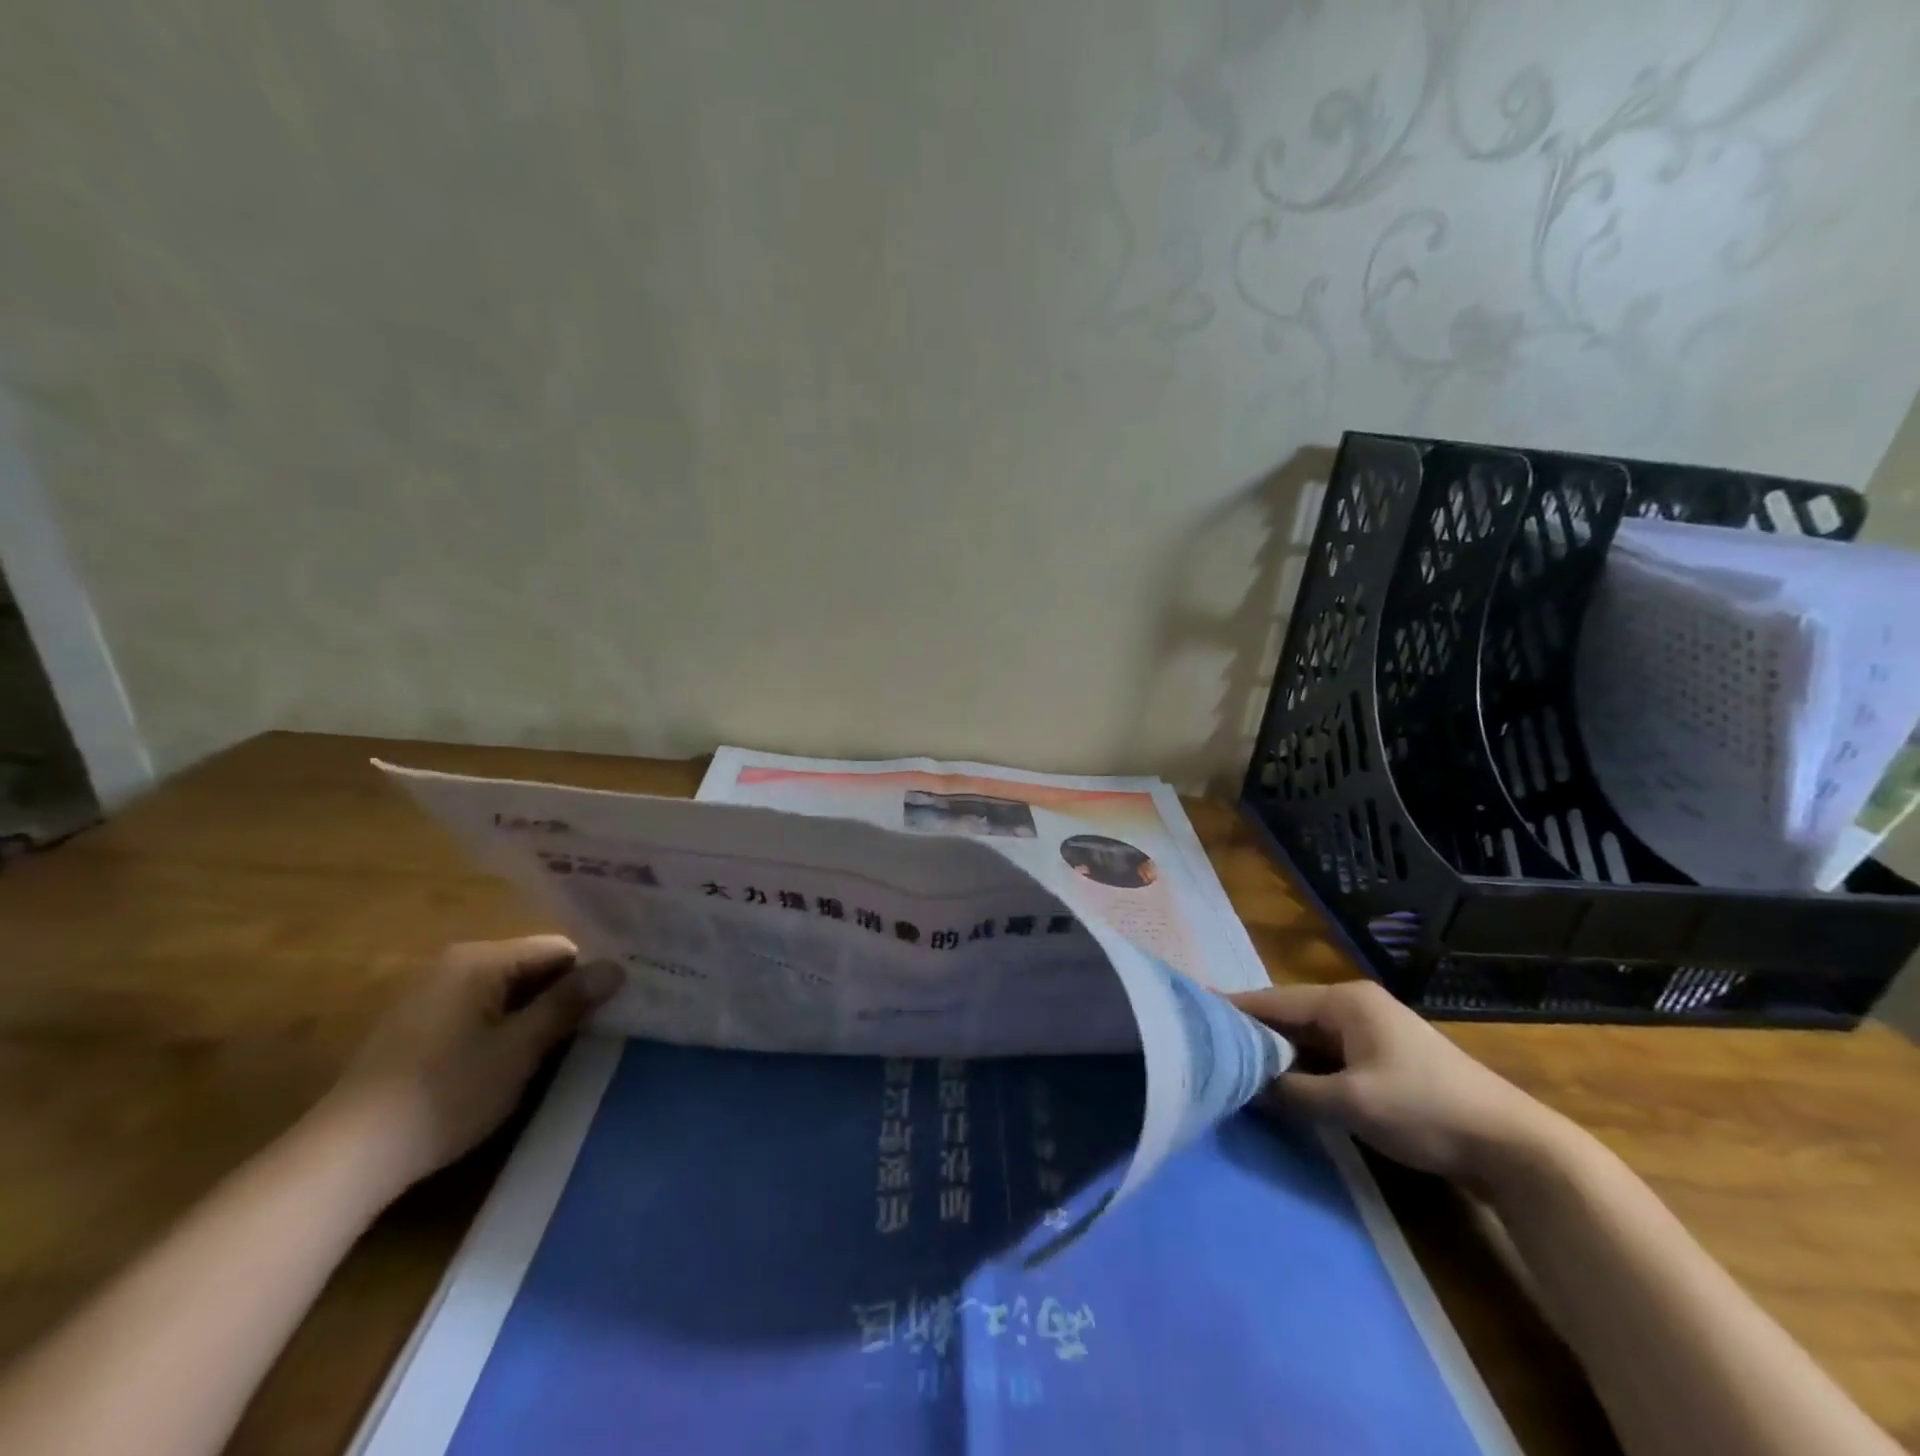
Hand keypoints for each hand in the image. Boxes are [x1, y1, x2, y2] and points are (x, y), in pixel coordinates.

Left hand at [319, 937, 622, 1193]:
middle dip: (562, 996)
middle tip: (597, 1028)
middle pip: (531, 967)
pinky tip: (513, 1062)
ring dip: (534, 1016)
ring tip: (563, 1047)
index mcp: (480, 959)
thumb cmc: (446, 1093)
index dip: (589, 975)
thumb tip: (617, 967)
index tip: (614, 1005)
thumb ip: (568, 1003)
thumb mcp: (520, 1048)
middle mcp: (454, 965)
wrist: (347, 1158)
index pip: (558, 949)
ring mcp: (430, 996)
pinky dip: (504, 1029)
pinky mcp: (416, 1029)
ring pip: (506, 993)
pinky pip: (479, 1012)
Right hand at [1230, 980, 1564, 1186]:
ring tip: (1232, 1064)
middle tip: (1206, 1044)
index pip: (1274, 1000)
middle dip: (1251, 1033)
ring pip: (1307, 1038)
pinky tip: (1280, 1083)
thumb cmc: (1426, 1110)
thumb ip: (1293, 1092)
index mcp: (1345, 1001)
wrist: (1513, 1146)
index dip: (1233, 1009)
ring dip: (1276, 1054)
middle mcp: (1354, 1007)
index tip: (1192, 1012)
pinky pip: (1326, 1056)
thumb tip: (1246, 1087)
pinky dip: (1302, 1068)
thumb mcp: (1352, 1102)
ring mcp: (1371, 1033)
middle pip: (1288, 1016)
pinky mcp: (1382, 1060)